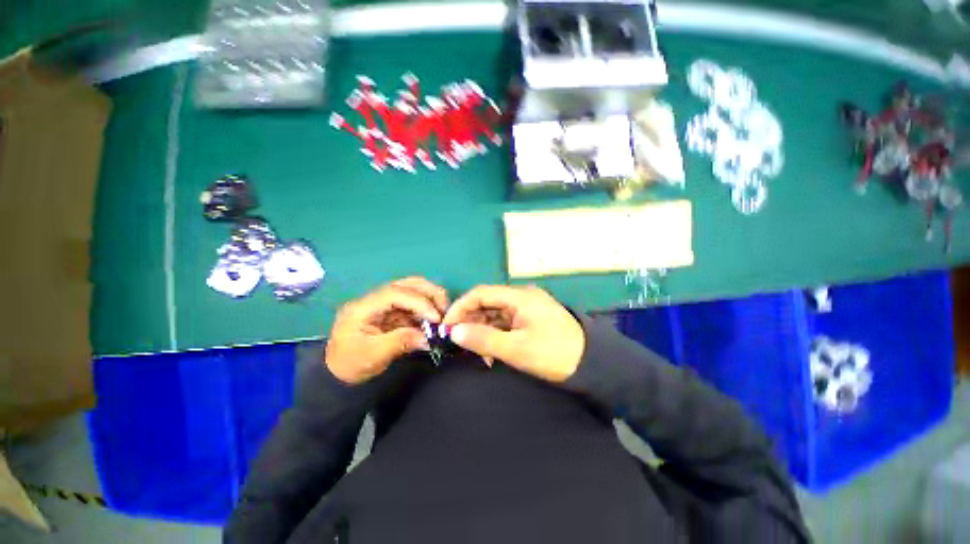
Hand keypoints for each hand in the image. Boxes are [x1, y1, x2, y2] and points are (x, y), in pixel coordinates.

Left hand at [326, 277, 448, 384]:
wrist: (338, 374)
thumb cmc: (351, 364)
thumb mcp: (374, 356)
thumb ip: (400, 342)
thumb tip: (428, 337)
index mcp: (363, 307)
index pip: (395, 294)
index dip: (419, 302)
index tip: (436, 317)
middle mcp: (375, 300)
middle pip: (405, 284)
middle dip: (429, 293)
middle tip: (445, 309)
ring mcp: (384, 305)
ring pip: (412, 291)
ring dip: (430, 299)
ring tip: (442, 314)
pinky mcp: (392, 313)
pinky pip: (413, 306)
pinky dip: (426, 311)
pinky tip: (434, 321)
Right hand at [442, 285, 584, 382]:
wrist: (592, 363)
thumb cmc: (554, 354)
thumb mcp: (516, 349)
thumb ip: (484, 339)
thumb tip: (454, 332)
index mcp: (519, 297)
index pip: (481, 293)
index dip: (461, 307)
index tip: (447, 326)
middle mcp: (522, 296)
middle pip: (487, 302)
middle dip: (470, 320)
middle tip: (459, 342)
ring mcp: (527, 307)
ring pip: (495, 313)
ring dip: (482, 329)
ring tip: (476, 351)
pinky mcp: (530, 318)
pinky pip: (505, 321)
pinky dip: (495, 334)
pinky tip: (491, 350)